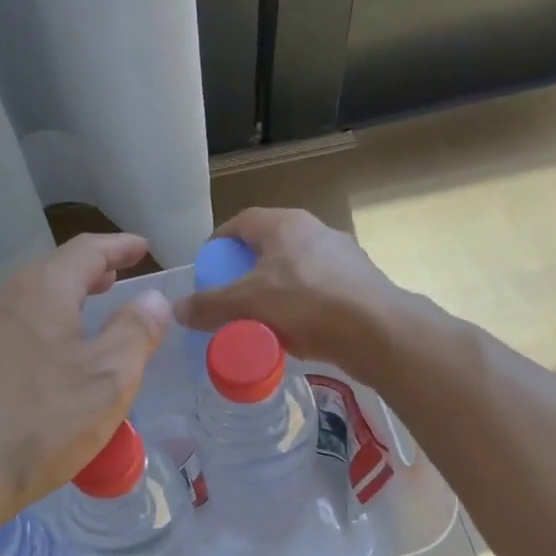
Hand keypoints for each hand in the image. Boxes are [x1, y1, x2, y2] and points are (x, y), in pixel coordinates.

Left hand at [0, 233, 171, 515]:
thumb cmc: (39, 421)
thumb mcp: (108, 379)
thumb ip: (136, 332)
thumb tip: (153, 299)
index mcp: (42, 291)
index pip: (86, 251)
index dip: (118, 246)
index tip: (141, 247)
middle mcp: (2, 301)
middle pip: (51, 274)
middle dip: (87, 274)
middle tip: (115, 280)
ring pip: (26, 307)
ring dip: (61, 306)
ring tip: (84, 322)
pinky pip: (8, 338)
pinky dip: (37, 337)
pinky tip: (43, 369)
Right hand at [173, 209, 414, 379]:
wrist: (377, 330)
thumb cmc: (307, 304)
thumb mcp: (248, 304)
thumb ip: (210, 306)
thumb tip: (177, 309)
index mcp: (285, 224)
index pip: (241, 222)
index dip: (219, 243)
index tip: (207, 269)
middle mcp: (315, 231)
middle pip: (268, 247)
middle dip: (245, 272)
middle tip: (229, 299)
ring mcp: (341, 256)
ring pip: (295, 270)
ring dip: (274, 291)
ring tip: (258, 320)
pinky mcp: (358, 284)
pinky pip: (317, 292)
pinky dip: (299, 308)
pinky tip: (294, 333)